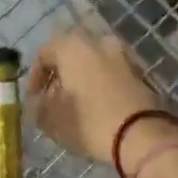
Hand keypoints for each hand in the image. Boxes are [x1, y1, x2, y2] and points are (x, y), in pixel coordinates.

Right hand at [28, 28, 173, 166]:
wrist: (143, 135)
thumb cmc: (90, 123)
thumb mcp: (53, 120)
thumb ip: (39, 107)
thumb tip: (39, 101)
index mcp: (73, 47)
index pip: (45, 52)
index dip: (35, 76)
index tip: (34, 97)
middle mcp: (99, 41)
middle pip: (72, 53)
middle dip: (61, 73)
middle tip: (55, 97)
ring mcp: (123, 54)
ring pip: (94, 60)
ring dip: (83, 77)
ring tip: (77, 103)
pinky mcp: (141, 71)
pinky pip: (112, 71)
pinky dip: (102, 82)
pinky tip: (99, 105)